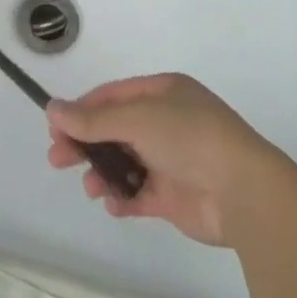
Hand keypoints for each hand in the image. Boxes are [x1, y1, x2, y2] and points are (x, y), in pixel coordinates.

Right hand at [46, 73, 285, 246]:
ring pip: (124, 163)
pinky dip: (123, 198)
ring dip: (102, 173)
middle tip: (57, 159)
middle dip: (86, 143)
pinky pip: (139, 194)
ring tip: (91, 188)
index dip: (82, 110)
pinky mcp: (175, 196)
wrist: (243, 191)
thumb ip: (93, 120)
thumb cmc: (189, 138)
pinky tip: (113, 204)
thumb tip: (53, 109)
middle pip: (115, 129)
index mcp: (163, 93)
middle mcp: (166, 122)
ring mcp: (171, 159)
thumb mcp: (137, 119)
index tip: (54, 127)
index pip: (113, 96)